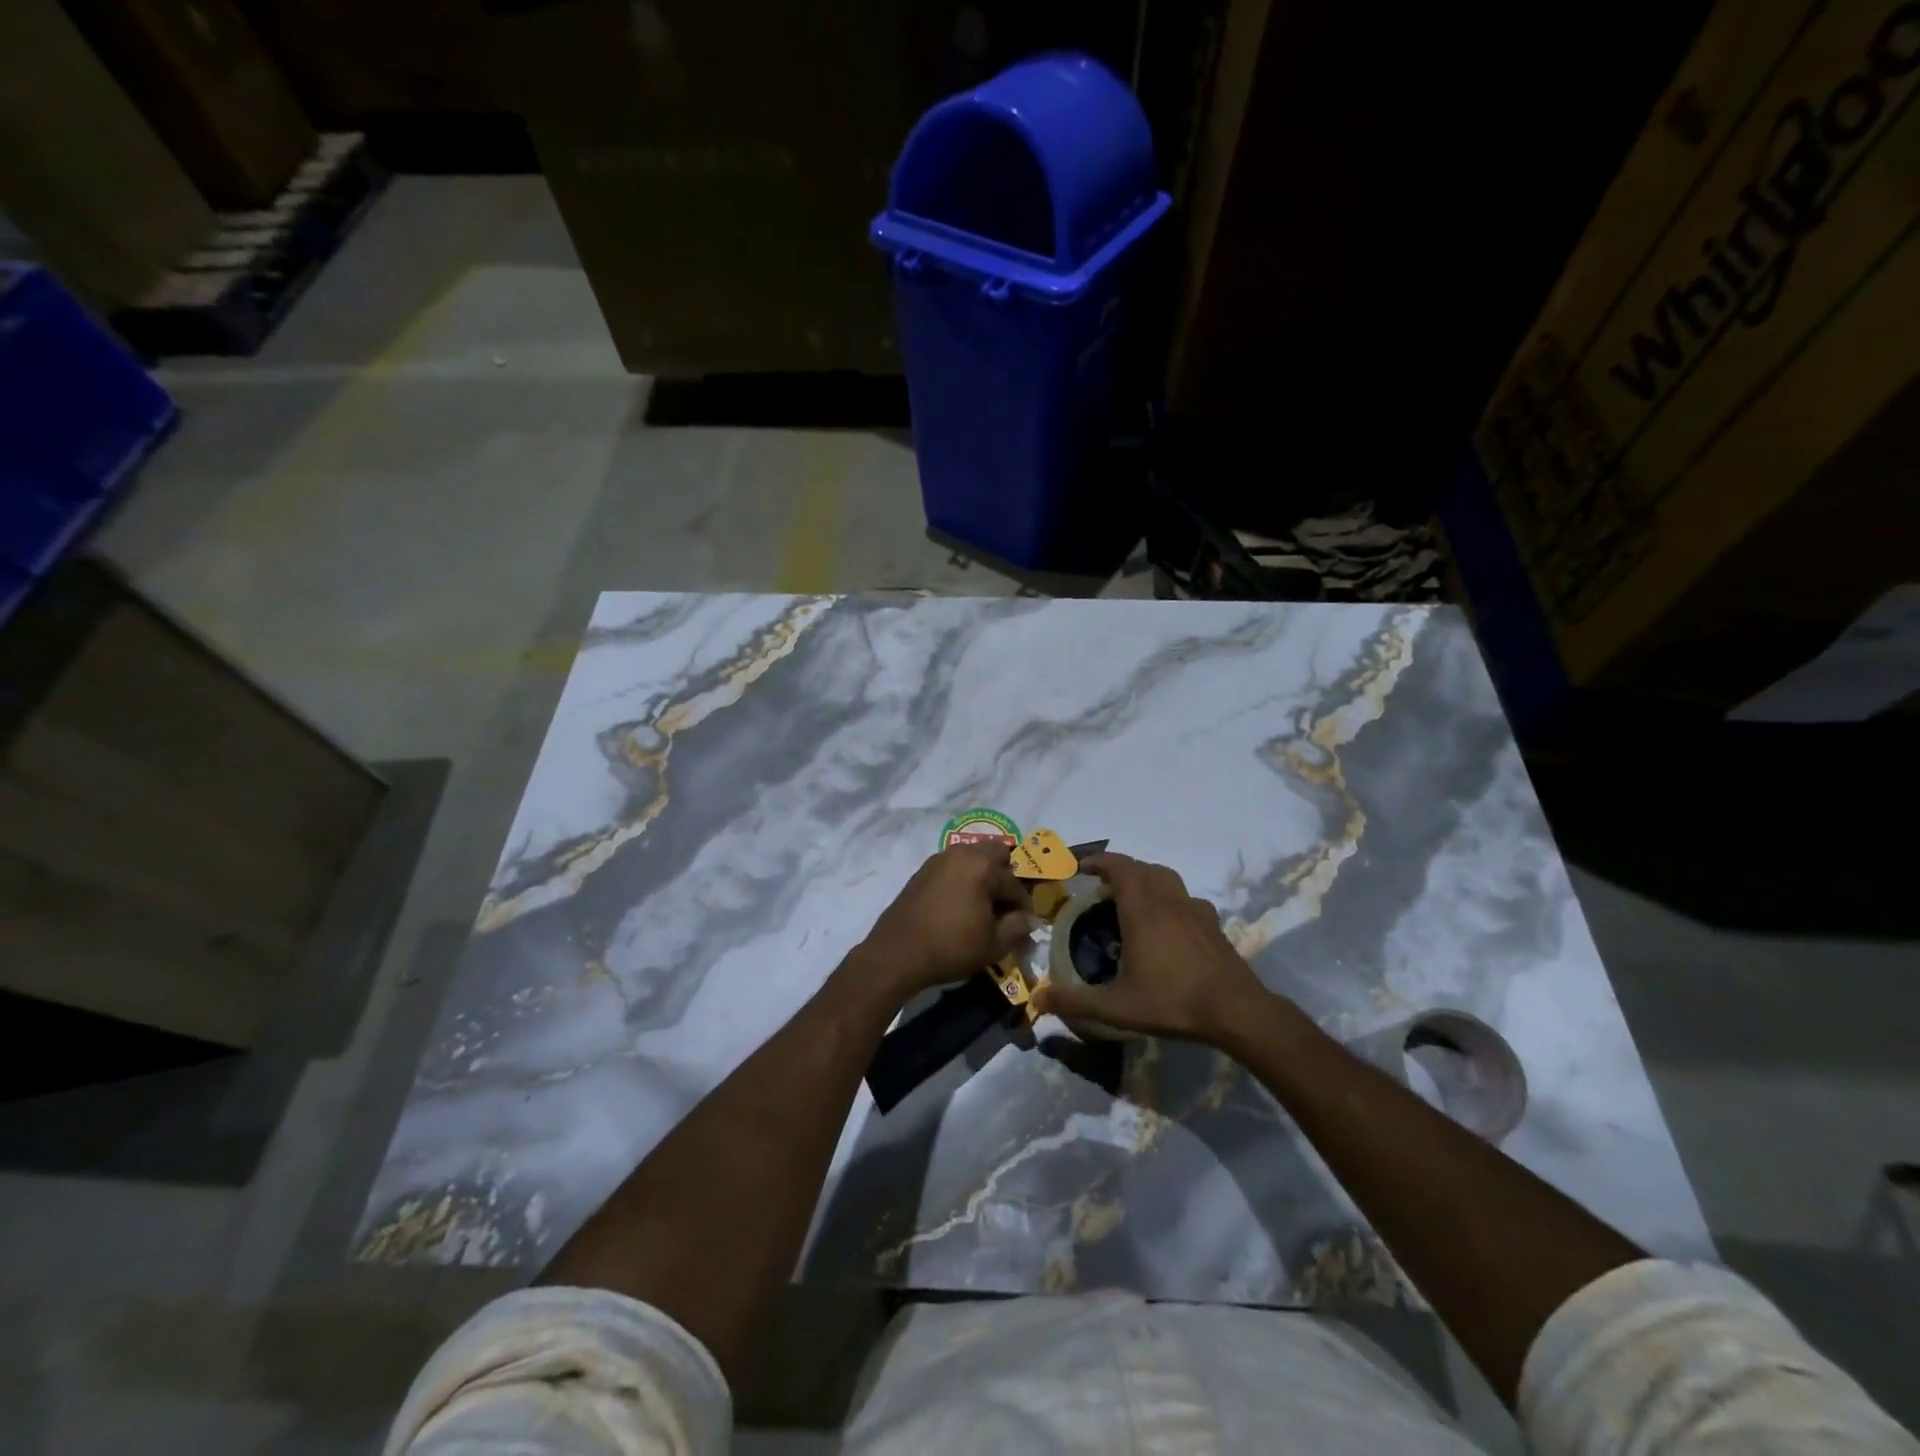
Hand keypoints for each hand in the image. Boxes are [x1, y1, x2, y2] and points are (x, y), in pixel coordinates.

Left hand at [860, 842, 1035, 998]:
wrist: (897, 953)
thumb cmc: (951, 946)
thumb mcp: (993, 944)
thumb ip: (1017, 927)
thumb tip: (1030, 919)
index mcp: (982, 864)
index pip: (1014, 881)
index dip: (1023, 905)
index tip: (1024, 924)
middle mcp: (961, 853)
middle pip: (994, 855)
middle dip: (1004, 877)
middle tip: (1004, 906)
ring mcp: (937, 860)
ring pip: (971, 859)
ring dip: (982, 877)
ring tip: (982, 907)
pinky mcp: (921, 872)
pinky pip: (952, 869)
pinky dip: (962, 881)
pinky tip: (959, 906)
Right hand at [1038, 853, 1273, 1043]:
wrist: (1235, 1010)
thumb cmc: (1173, 1001)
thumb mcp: (1117, 1007)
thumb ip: (1076, 1002)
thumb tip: (1037, 1000)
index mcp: (1142, 910)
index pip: (1119, 867)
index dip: (1099, 861)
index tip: (1082, 867)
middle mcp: (1168, 900)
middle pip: (1142, 867)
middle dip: (1119, 868)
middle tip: (1101, 885)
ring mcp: (1194, 909)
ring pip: (1166, 877)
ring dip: (1146, 877)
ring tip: (1132, 897)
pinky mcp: (1212, 923)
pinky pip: (1185, 897)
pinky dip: (1169, 897)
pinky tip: (1168, 920)